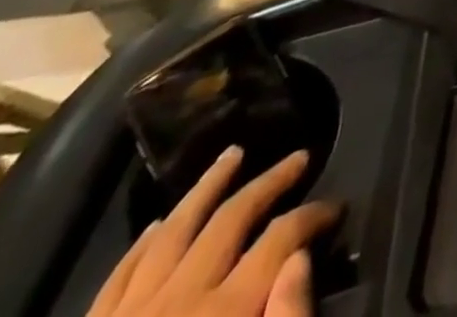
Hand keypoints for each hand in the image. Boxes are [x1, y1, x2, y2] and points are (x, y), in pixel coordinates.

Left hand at [86, 148, 338, 316]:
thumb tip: (300, 256)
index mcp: (223, 312)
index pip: (282, 239)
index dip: (314, 215)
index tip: (336, 207)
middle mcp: (179, 298)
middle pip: (232, 218)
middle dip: (271, 182)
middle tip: (299, 157)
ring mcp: (128, 315)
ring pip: (173, 229)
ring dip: (207, 188)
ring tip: (232, 155)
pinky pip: (120, 274)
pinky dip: (146, 241)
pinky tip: (160, 223)